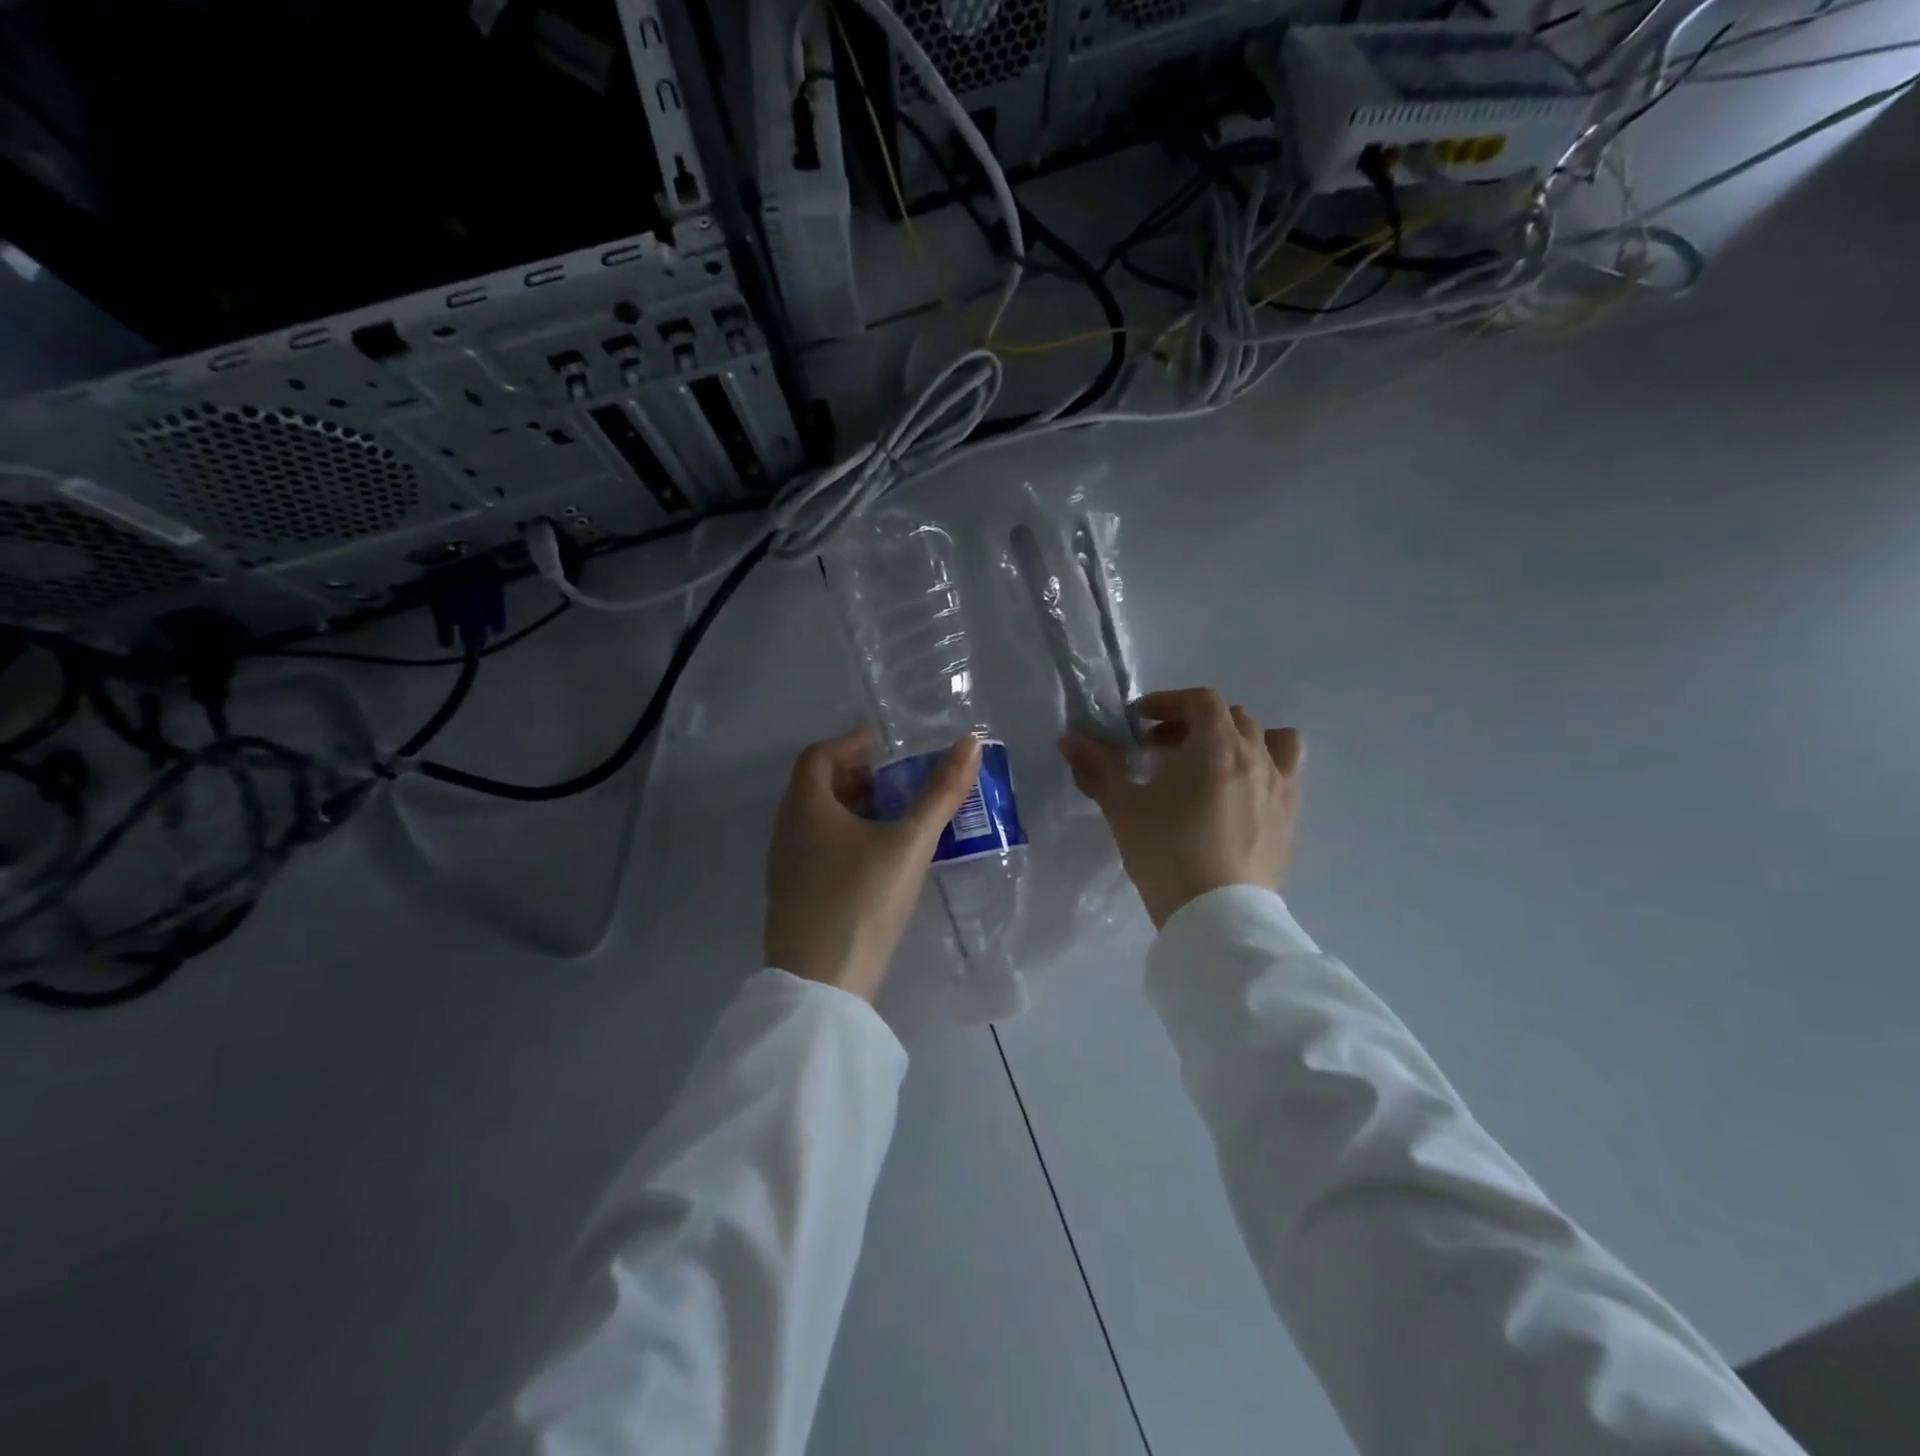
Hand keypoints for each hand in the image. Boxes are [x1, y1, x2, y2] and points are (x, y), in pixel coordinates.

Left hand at [765, 728, 983, 1001]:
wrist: (821, 985)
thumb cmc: (863, 900)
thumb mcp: (910, 843)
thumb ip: (941, 793)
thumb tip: (972, 743)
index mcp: (805, 807)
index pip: (819, 755)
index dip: (852, 743)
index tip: (887, 745)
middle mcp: (787, 830)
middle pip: (818, 786)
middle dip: (858, 776)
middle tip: (898, 782)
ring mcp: (786, 866)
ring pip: (818, 820)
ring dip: (854, 809)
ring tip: (897, 819)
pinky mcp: (794, 896)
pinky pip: (818, 848)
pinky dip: (847, 838)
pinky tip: (880, 861)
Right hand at [1061, 689, 1304, 928]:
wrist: (1216, 913)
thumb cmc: (1166, 850)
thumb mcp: (1123, 807)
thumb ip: (1097, 767)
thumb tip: (1069, 740)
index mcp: (1217, 745)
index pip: (1200, 700)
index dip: (1168, 702)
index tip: (1140, 721)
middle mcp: (1256, 755)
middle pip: (1231, 718)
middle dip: (1194, 723)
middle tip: (1162, 750)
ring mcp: (1280, 786)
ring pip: (1269, 740)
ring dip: (1238, 740)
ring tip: (1211, 765)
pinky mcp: (1290, 817)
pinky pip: (1285, 774)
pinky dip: (1262, 768)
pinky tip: (1237, 796)